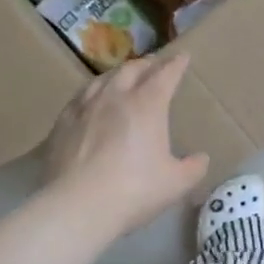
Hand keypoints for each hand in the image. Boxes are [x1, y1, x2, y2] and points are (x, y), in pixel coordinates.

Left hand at [45, 53, 209, 236]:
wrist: (77, 206)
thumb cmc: (134, 191)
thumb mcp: (176, 183)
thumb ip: (193, 168)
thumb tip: (201, 159)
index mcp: (146, 105)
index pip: (165, 75)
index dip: (176, 64)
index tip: (182, 57)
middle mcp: (114, 97)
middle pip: (131, 69)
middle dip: (146, 64)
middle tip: (154, 64)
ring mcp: (84, 108)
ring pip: (102, 79)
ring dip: (118, 74)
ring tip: (123, 77)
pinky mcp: (61, 124)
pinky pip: (80, 98)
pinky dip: (92, 93)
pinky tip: (91, 101)